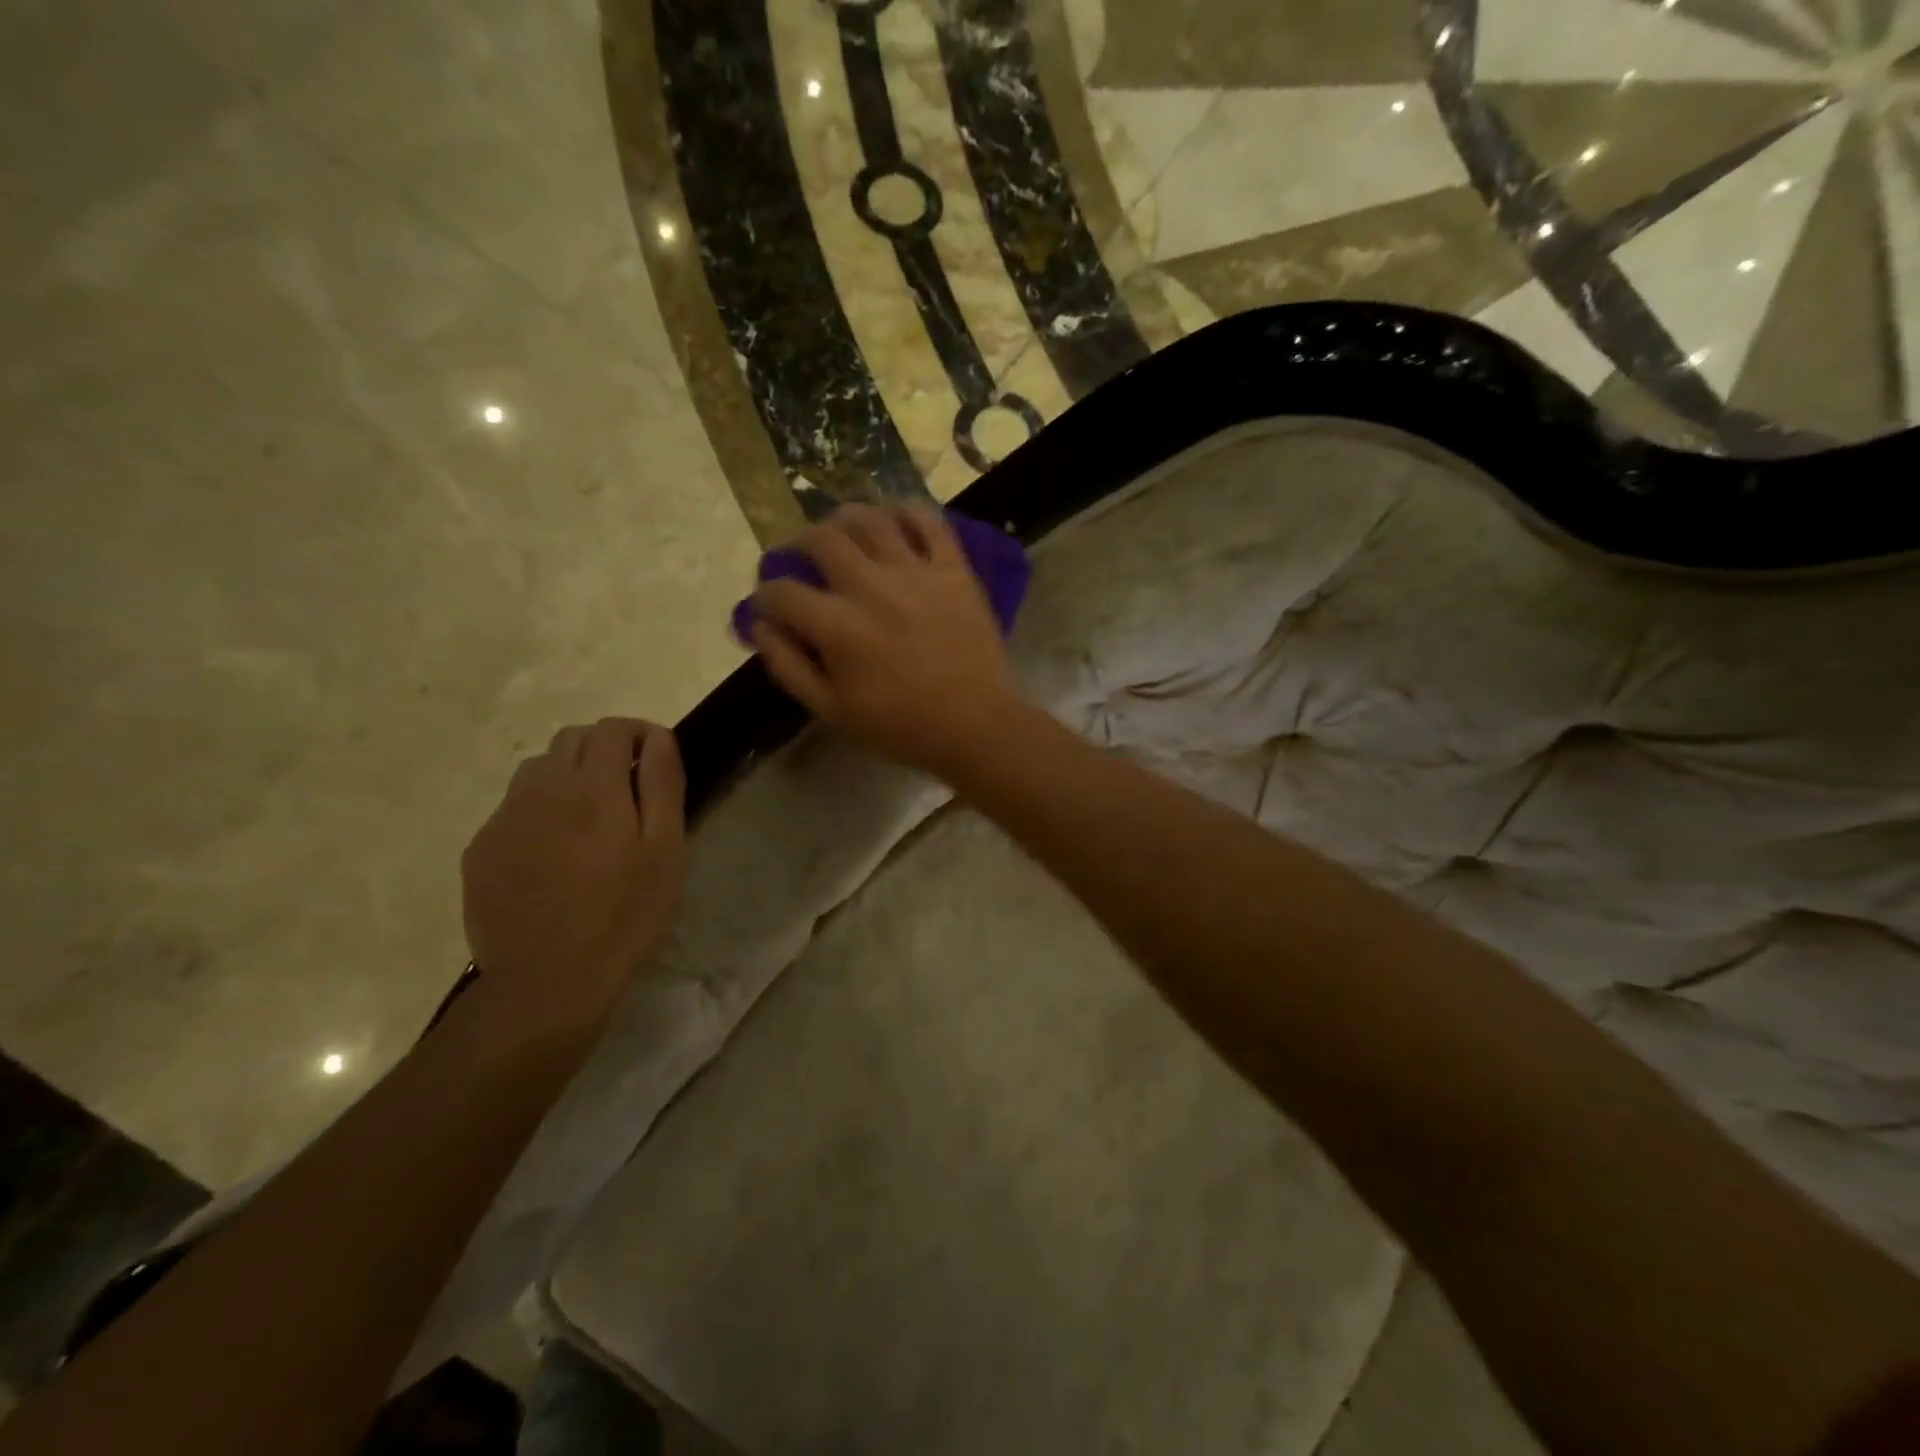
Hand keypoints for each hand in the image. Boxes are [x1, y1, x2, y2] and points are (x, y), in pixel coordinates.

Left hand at [460, 718, 685, 1028]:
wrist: (546, 983)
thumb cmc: (624, 916)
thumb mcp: (665, 851)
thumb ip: (662, 785)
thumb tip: (659, 738)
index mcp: (593, 788)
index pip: (613, 729)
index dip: (639, 733)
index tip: (656, 756)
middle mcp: (541, 789)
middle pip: (572, 739)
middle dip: (604, 748)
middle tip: (627, 787)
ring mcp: (504, 818)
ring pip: (538, 770)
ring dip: (568, 775)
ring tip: (590, 817)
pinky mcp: (480, 849)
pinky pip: (513, 808)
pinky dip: (540, 810)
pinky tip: (554, 853)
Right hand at [751, 504, 1024, 778]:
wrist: (976, 725)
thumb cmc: (902, 726)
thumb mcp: (832, 710)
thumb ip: (788, 666)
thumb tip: (760, 625)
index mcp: (838, 626)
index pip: (782, 592)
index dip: (765, 596)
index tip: (769, 604)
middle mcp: (872, 587)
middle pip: (820, 539)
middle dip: (797, 545)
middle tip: (801, 558)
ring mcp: (916, 572)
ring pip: (870, 519)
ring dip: (845, 518)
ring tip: (841, 530)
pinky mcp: (954, 569)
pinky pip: (929, 521)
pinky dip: (907, 512)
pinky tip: (895, 521)